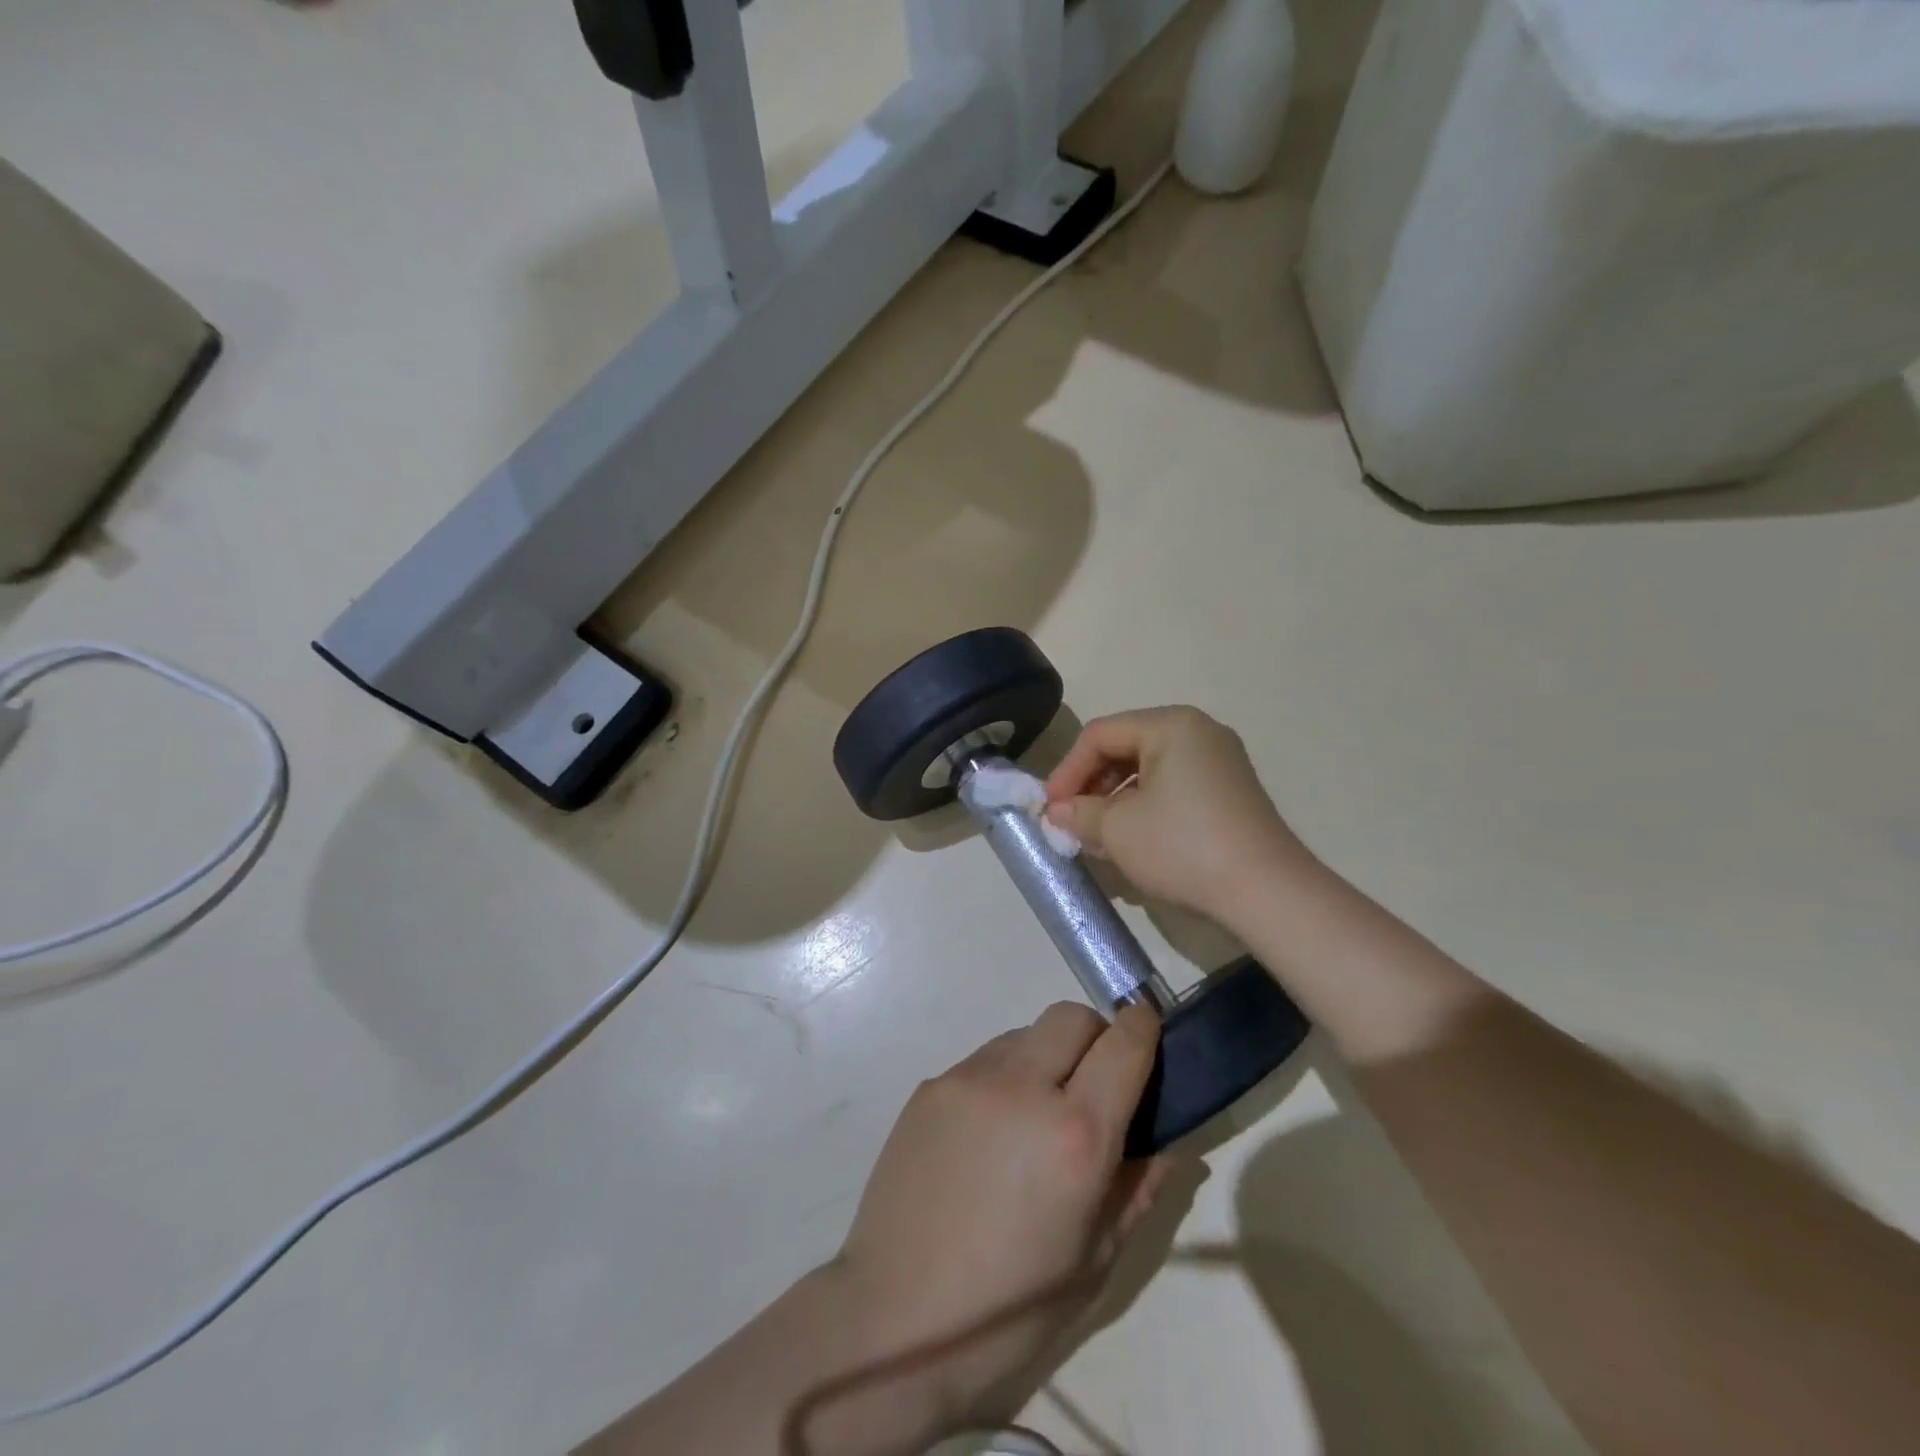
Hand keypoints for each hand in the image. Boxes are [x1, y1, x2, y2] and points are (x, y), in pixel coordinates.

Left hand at [827, 1002, 1175, 1434]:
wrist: (893, 1320)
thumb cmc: (1010, 1311)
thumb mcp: (1095, 1263)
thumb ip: (1138, 1189)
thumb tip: (1169, 1143)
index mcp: (1074, 1134)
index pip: (1123, 1044)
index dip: (1144, 1030)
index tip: (1150, 1035)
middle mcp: (1021, 1086)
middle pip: (1072, 1017)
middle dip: (1095, 1037)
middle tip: (1094, 1086)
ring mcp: (968, 1079)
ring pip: (1025, 1033)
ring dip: (1047, 1055)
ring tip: (1036, 1115)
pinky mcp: (931, 1085)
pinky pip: (985, 1059)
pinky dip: (1006, 1076)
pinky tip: (992, 1133)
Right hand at [1044, 706, 1313, 926]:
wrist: (1266, 891)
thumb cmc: (1183, 846)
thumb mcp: (1118, 829)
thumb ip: (1079, 812)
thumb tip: (1058, 812)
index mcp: (1170, 725)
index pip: (1099, 735)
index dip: (1067, 770)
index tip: (1049, 808)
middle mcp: (1198, 732)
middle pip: (1125, 747)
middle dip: (1091, 785)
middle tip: (1070, 821)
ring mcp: (1220, 761)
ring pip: (1148, 769)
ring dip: (1115, 799)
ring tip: (1097, 835)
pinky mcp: (1230, 792)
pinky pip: (1173, 787)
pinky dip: (1145, 807)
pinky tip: (1133, 839)